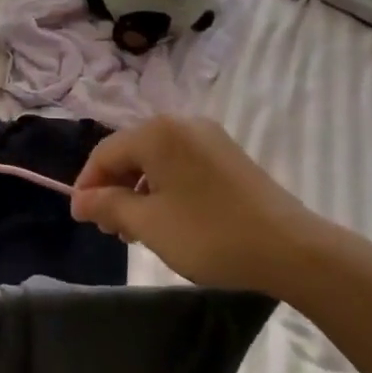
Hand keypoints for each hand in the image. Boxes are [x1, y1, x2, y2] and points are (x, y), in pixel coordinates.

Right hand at [70, 116, 342, 295]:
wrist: (291, 248)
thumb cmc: (209, 234)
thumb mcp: (149, 224)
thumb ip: (108, 206)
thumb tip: (80, 201)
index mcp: (157, 132)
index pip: (104, 153)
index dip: (87, 186)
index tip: (82, 220)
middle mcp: (181, 124)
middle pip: (130, 152)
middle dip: (114, 189)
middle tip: (111, 230)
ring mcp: (208, 137)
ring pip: (156, 159)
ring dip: (138, 191)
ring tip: (137, 230)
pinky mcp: (228, 155)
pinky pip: (181, 164)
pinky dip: (165, 187)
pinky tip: (168, 218)